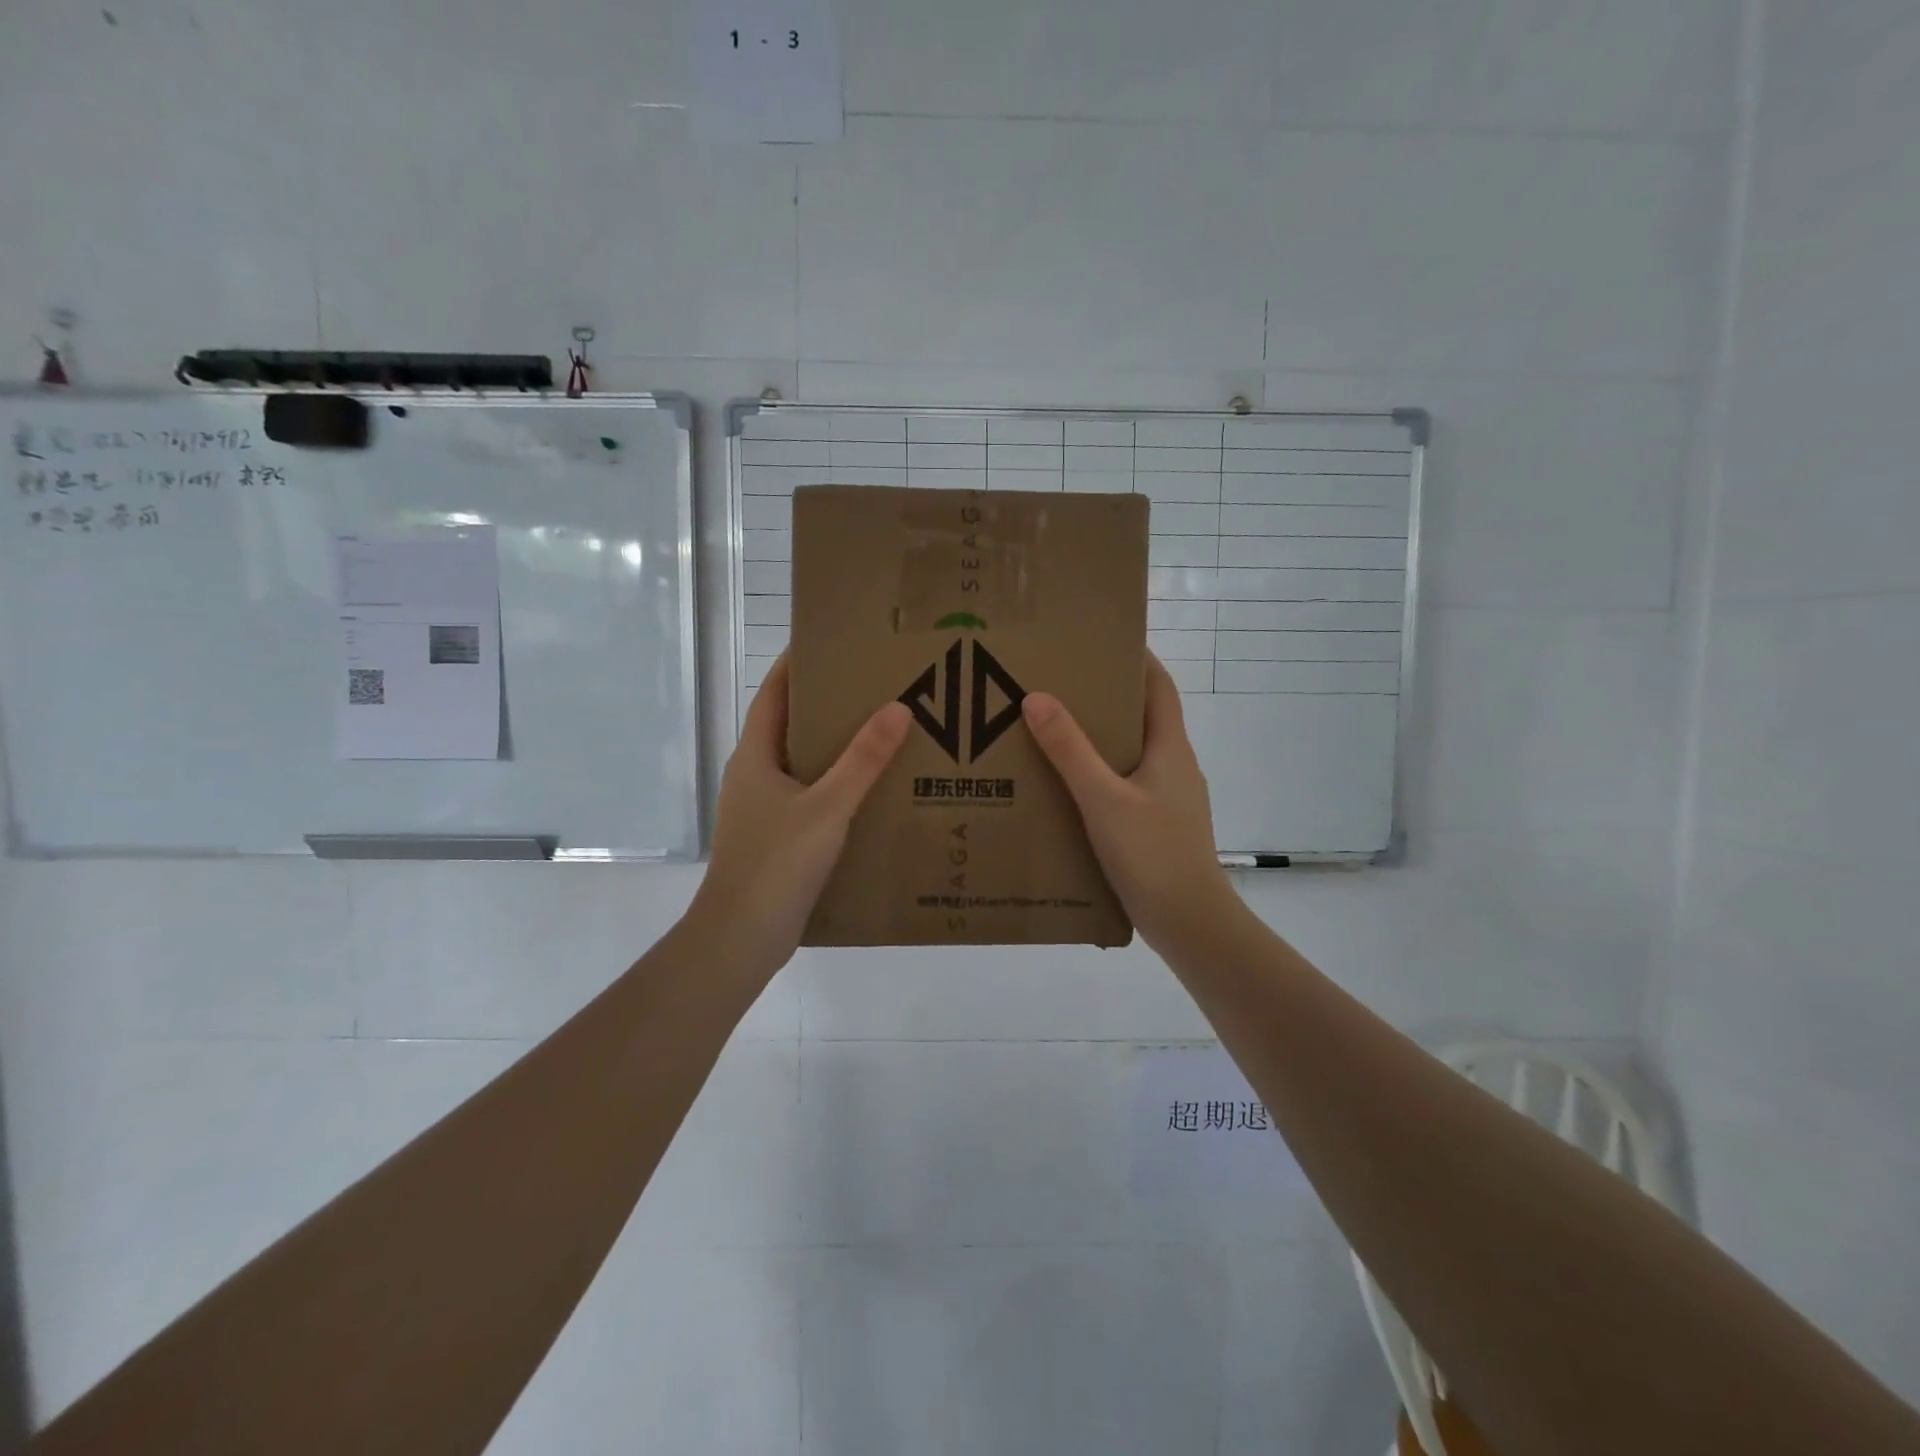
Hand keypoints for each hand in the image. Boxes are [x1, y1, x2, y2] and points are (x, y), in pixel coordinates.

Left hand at [689, 656, 909, 978]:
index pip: (773, 694)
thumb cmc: (776, 863)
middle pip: (790, 726)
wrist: (741, 938)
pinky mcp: (776, 838)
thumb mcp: (827, 807)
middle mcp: (754, 776)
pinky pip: (810, 797)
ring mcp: (763, 809)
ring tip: (881, 733)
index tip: (830, 642)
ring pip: (801, 765)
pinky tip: (870, 793)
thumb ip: (863, 760)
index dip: (796, 665)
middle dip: (826, 705)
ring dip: (834, 748)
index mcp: (755, 756)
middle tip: (873, 687)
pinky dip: (836, 786)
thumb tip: (898, 708)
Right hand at [1021, 654, 1237, 952]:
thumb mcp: (1103, 799)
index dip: (1136, 659)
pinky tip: (1068, 791)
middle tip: (1060, 686)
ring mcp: (1169, 799)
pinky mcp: (1158, 827)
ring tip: (1054, 734)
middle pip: (1142, 718)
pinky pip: (1127, 787)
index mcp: (1170, 748)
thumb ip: (1070, 750)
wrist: (1191, 924)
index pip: (1158, 687)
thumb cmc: (1153, 853)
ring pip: (1133, 755)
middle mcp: (1175, 766)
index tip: (1100, 641)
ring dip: (1100, 741)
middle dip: (1106, 699)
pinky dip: (1100, 778)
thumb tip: (1037, 698)